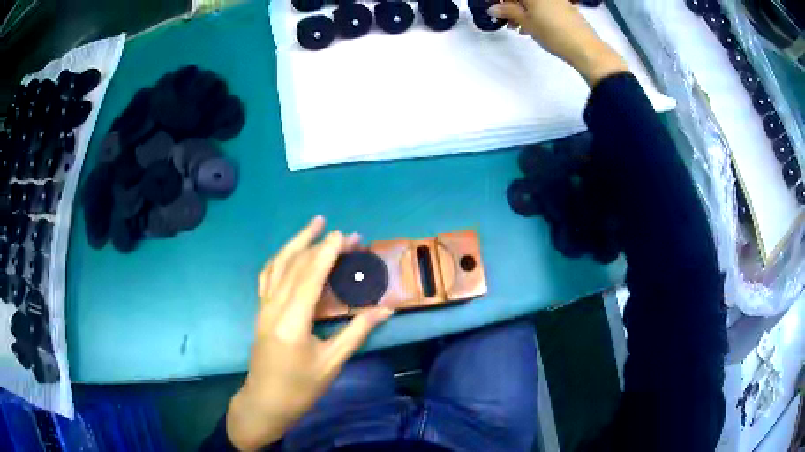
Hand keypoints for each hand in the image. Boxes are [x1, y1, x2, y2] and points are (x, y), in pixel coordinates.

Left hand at [226, 216, 394, 450]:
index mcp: (293, 321)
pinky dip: (280, 258)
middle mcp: (274, 307)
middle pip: (295, 266)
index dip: (327, 253)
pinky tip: (289, 252)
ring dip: (295, 243)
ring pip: (277, 265)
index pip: (310, 277)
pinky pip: (268, 276)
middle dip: (318, 245)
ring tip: (312, 225)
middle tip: (341, 233)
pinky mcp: (260, 311)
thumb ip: (357, 332)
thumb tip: (386, 311)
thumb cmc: (301, 388)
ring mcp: (263, 307)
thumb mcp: (332, 363)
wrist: (266, 402)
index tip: (342, 234)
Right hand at [488, 0, 628, 85]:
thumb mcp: (527, 22)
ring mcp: (557, 1)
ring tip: (518, 28)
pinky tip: (532, 28)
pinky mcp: (566, 8)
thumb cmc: (553, 33)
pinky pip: (544, 7)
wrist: (585, 48)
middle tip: (505, 20)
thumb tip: (493, 8)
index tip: (495, 11)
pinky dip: (535, 14)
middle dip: (511, 6)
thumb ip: (509, 12)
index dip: (501, 2)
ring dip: (522, 12)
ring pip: (533, 3)